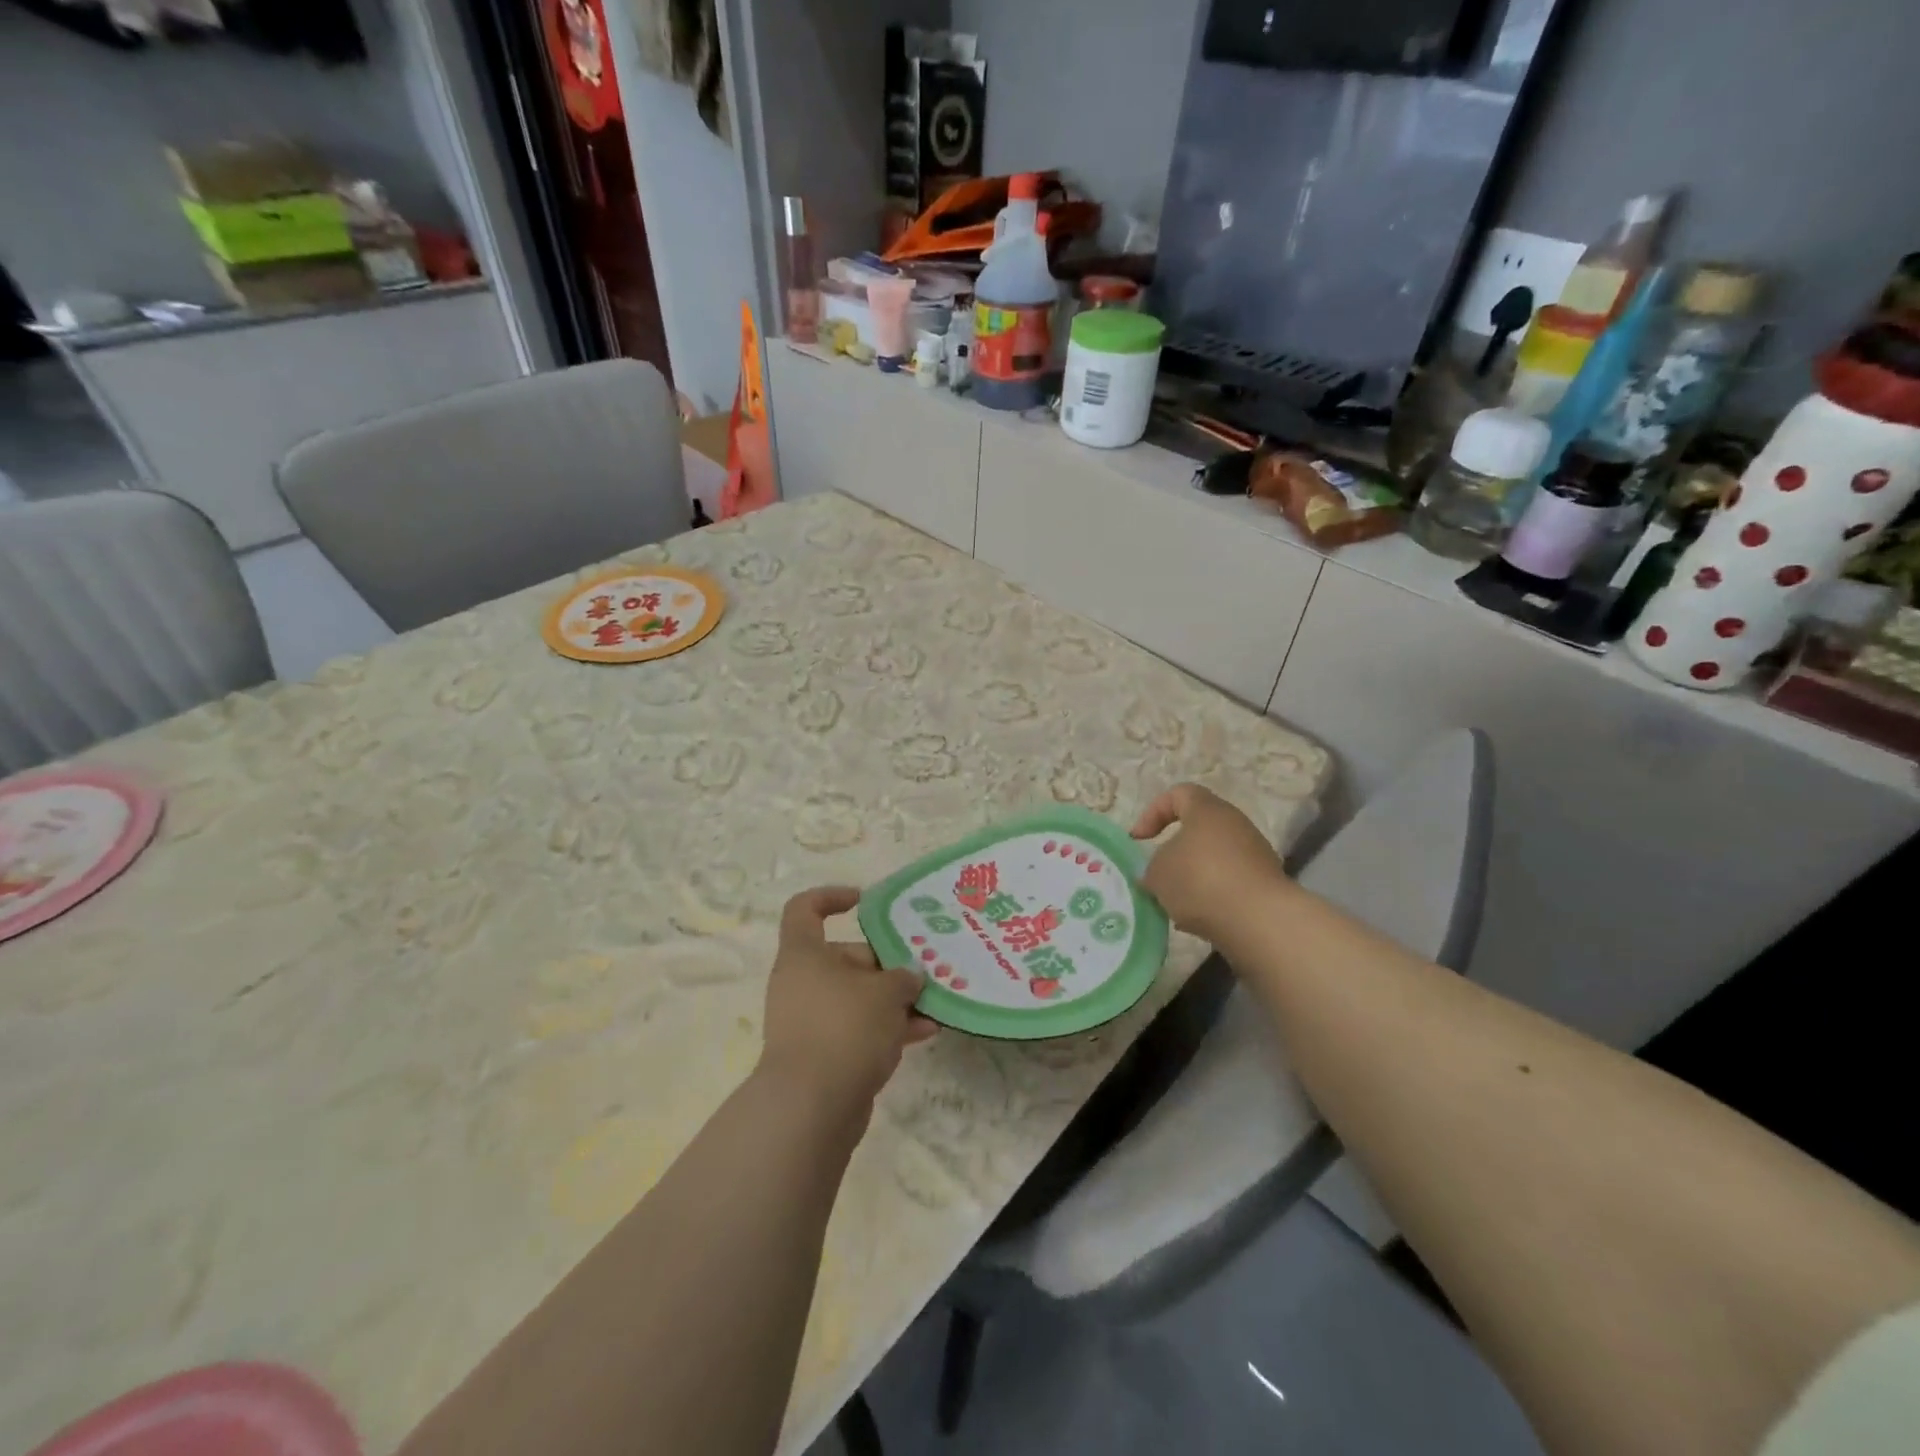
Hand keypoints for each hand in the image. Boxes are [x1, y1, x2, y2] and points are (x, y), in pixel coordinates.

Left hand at [758, 886, 936, 1116]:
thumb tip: (910, 976)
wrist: (811, 1109)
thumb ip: (903, 977)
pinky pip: (859, 1029)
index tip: (866, 903)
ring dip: (894, 999)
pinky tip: (926, 1033)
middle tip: (924, 969)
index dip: (832, 897)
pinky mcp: (824, 1055)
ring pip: (857, 996)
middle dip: (888, 962)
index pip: (805, 909)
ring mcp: (811, 1020)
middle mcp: (802, 982)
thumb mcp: (886, 992)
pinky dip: (888, 1028)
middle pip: (846, 956)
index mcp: (804, 954)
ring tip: (935, 1002)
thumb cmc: (844, 1028)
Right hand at [1131, 784, 1289, 941]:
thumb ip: (1151, 868)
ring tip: (1174, 904)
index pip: (1178, 794)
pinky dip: (1210, 898)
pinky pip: (1227, 885)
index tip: (1139, 840)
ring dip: (1190, 879)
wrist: (1259, 920)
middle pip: (1197, 831)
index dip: (1152, 813)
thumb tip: (1157, 874)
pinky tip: (1196, 921)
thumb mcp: (1157, 873)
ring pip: (1212, 861)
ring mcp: (1255, 856)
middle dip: (1173, 853)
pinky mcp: (1264, 886)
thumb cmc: (1200, 880)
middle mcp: (1235, 826)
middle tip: (1156, 876)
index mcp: (1208, 810)